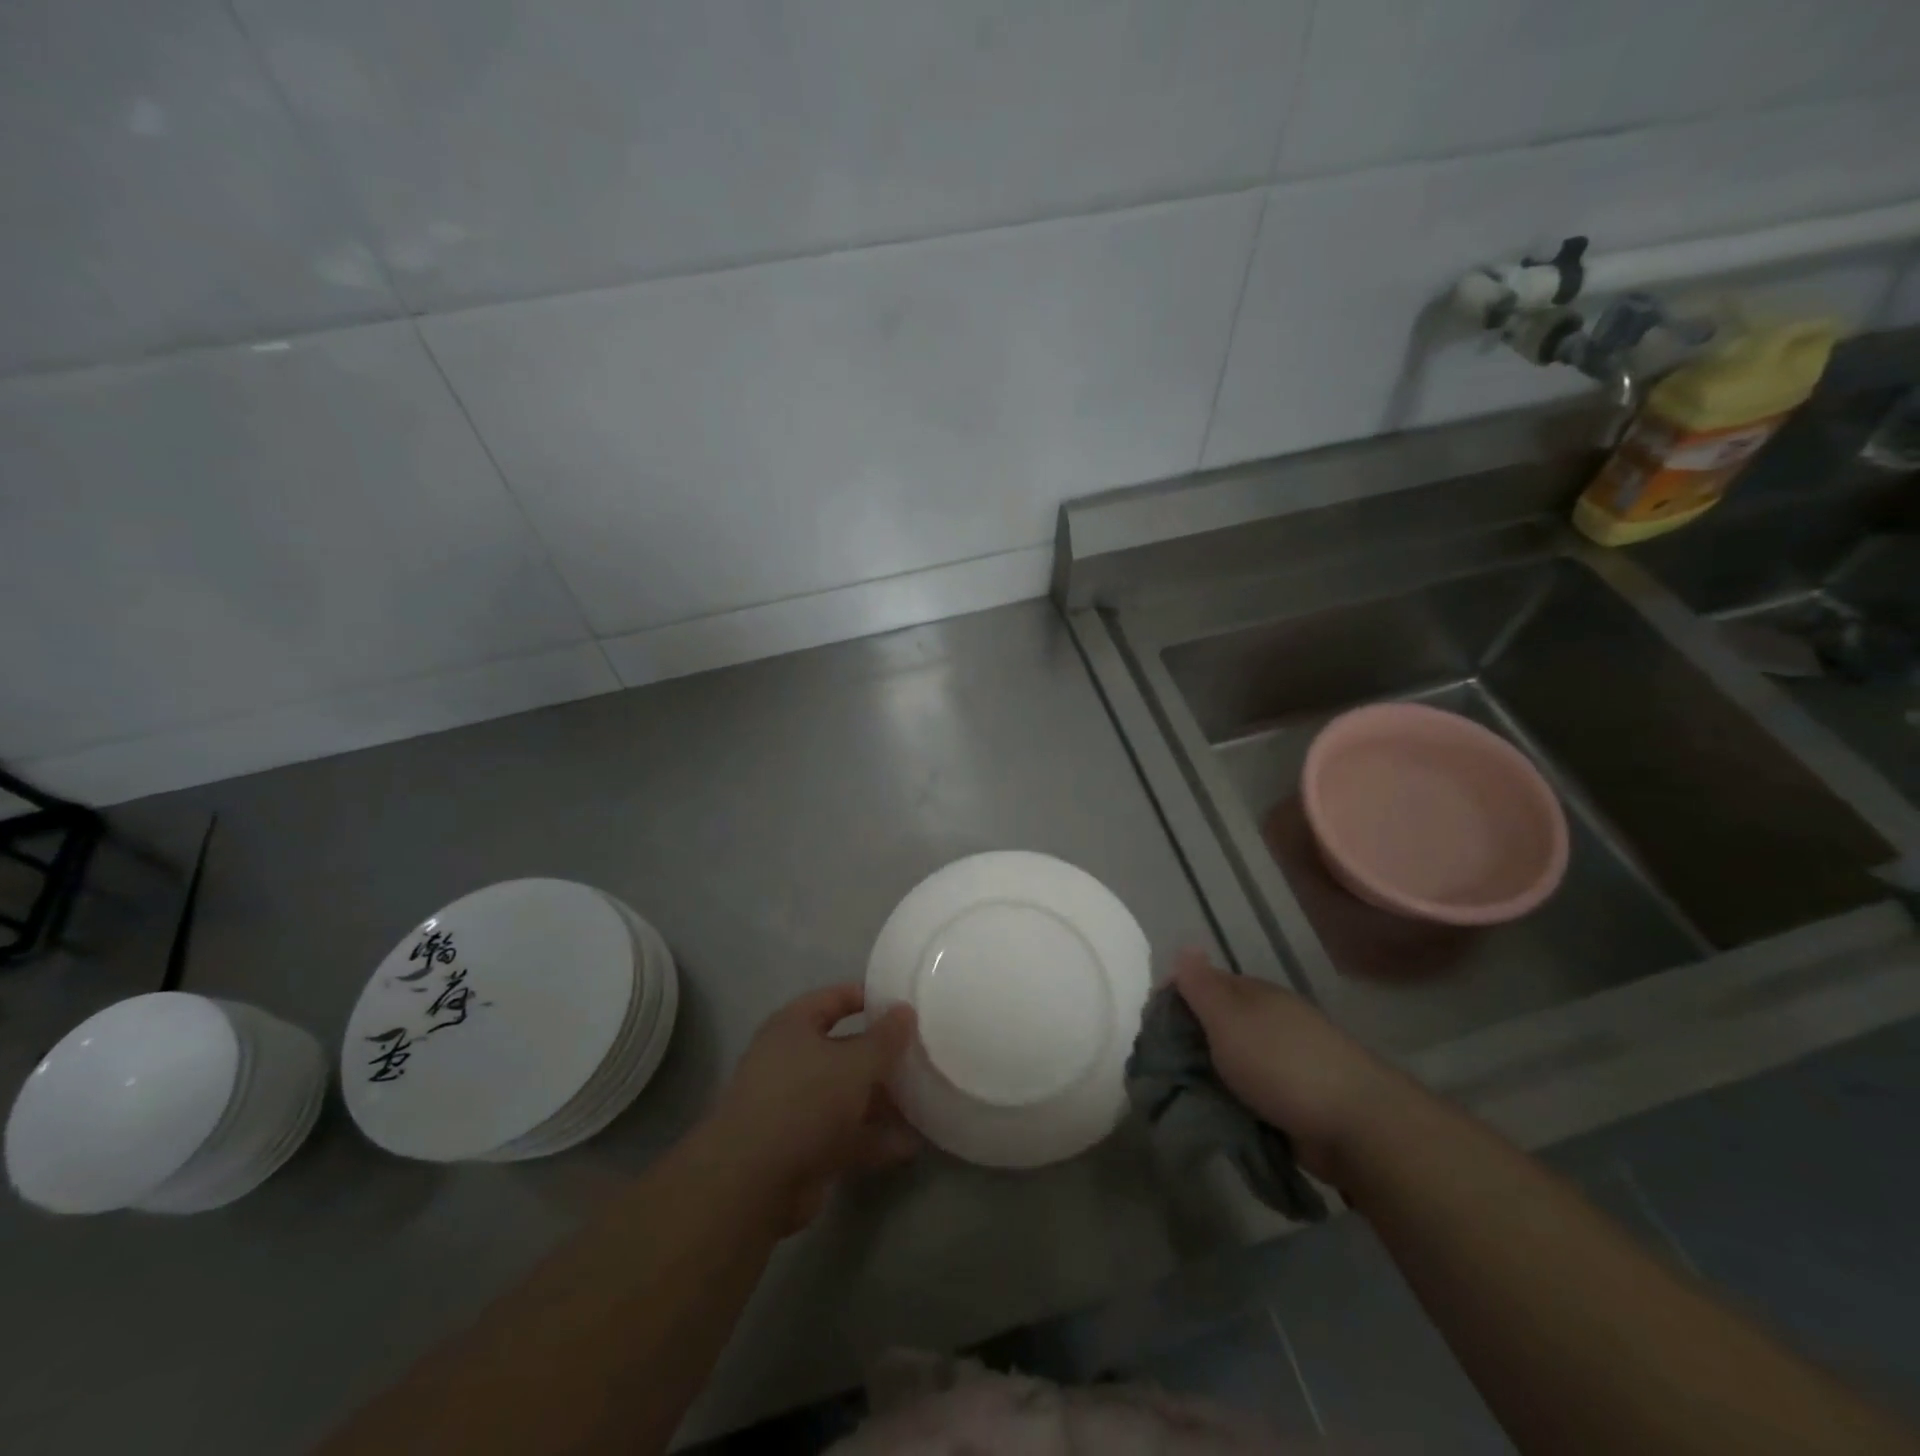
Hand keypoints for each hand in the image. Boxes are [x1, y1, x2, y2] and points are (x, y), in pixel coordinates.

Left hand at [706, 985, 918, 1231]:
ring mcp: (795, 1108)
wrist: (753, 1183)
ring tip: (925, 1099)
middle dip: (881, 1056)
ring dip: (881, 1101)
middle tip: (921, 1054)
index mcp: (793, 1027)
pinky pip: (846, 1136)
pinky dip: (874, 1140)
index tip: (902, 1003)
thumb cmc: (804, 1100)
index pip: (833, 999)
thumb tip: (905, 1010)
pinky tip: (911, 1145)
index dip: (866, 997)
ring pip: (846, 1096)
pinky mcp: (803, 1150)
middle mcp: (791, 1062)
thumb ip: (885, 1038)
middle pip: (843, 1050)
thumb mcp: (855, 1062)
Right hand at [1173, 949, 1406, 1180]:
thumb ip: (1202, 985)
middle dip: (1187, 1044)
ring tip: (1179, 1097)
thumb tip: (1185, 944)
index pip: (1201, 986)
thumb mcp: (1229, 1018)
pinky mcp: (1293, 1100)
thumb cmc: (1281, 1062)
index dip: (1172, 1001)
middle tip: (1158, 1069)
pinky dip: (1231, 1102)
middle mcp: (1268, 1021)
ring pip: (1230, 1062)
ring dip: (1208, 1077)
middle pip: (1214, 1025)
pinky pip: (1249, 1094)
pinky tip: (1214, 1116)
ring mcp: (1283, 1061)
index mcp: (1253, 995)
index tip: (1149, 1030)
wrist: (1354, 1125)